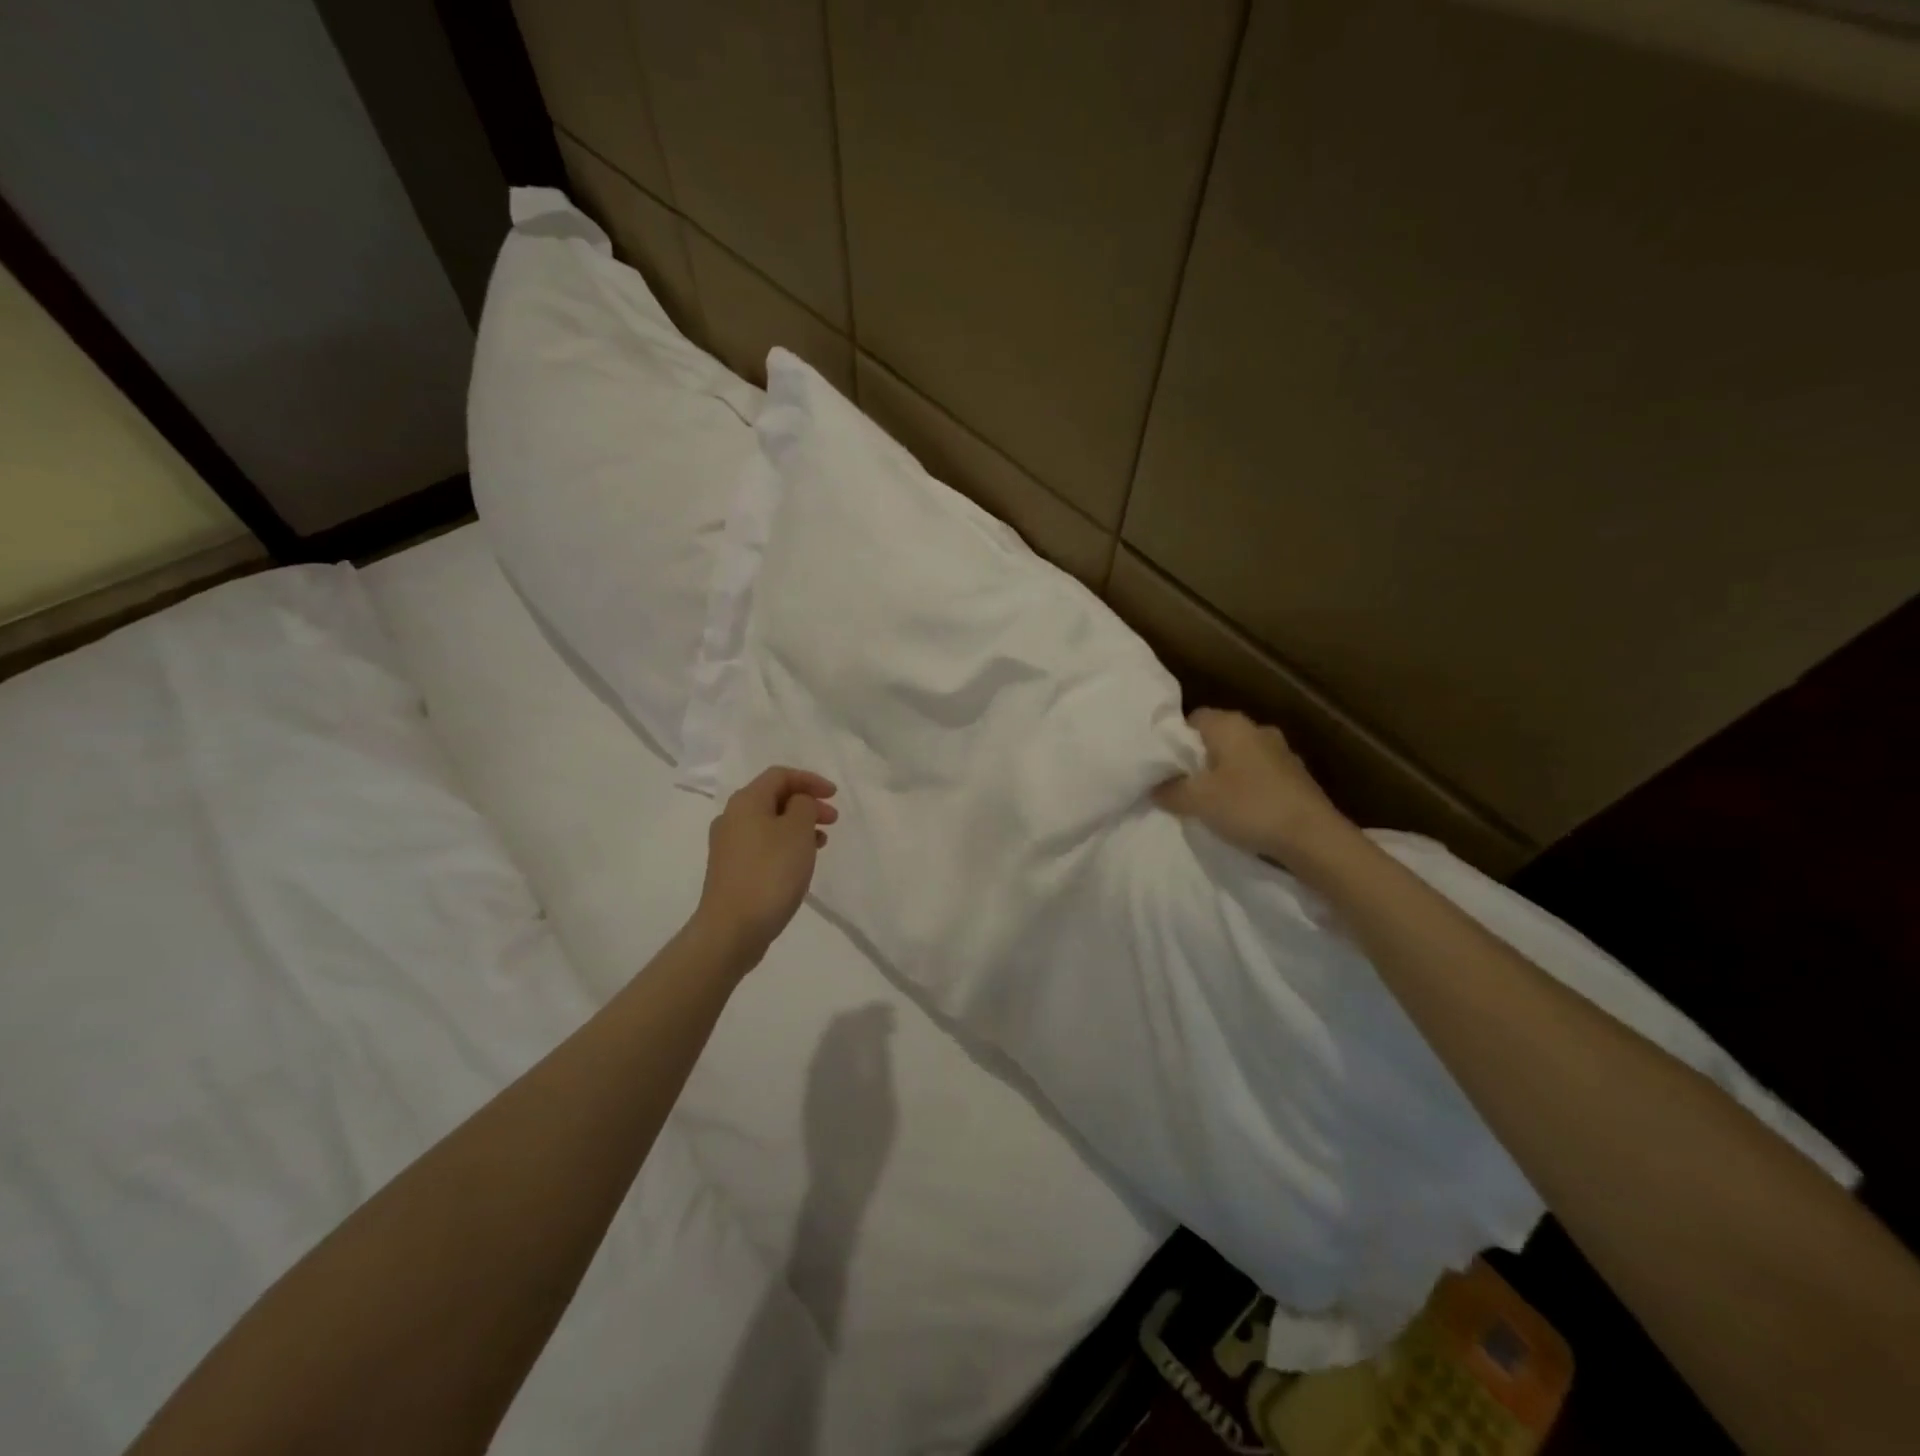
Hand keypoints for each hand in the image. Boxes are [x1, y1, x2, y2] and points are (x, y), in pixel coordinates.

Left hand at [694, 767, 838, 966]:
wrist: (732, 929)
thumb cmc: (770, 873)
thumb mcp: (797, 831)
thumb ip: (804, 806)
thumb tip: (798, 804)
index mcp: (746, 801)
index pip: (780, 775)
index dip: (810, 780)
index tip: (835, 796)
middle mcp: (732, 817)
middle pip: (773, 798)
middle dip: (806, 804)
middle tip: (833, 820)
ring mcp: (728, 846)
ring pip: (769, 823)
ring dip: (798, 826)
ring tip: (821, 842)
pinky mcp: (731, 870)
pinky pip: (763, 845)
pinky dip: (785, 845)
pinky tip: (799, 863)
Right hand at [1153, 709, 1350, 862]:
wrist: (1314, 837)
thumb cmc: (1249, 807)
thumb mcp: (1197, 800)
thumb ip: (1170, 790)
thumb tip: (1154, 786)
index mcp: (1231, 725)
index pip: (1193, 719)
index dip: (1175, 740)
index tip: (1165, 767)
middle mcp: (1257, 729)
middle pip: (1216, 738)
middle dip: (1199, 760)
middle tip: (1182, 786)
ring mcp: (1281, 752)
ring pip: (1239, 757)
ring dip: (1224, 775)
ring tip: (1209, 802)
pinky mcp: (1296, 777)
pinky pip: (1259, 775)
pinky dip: (1246, 788)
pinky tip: (1240, 812)